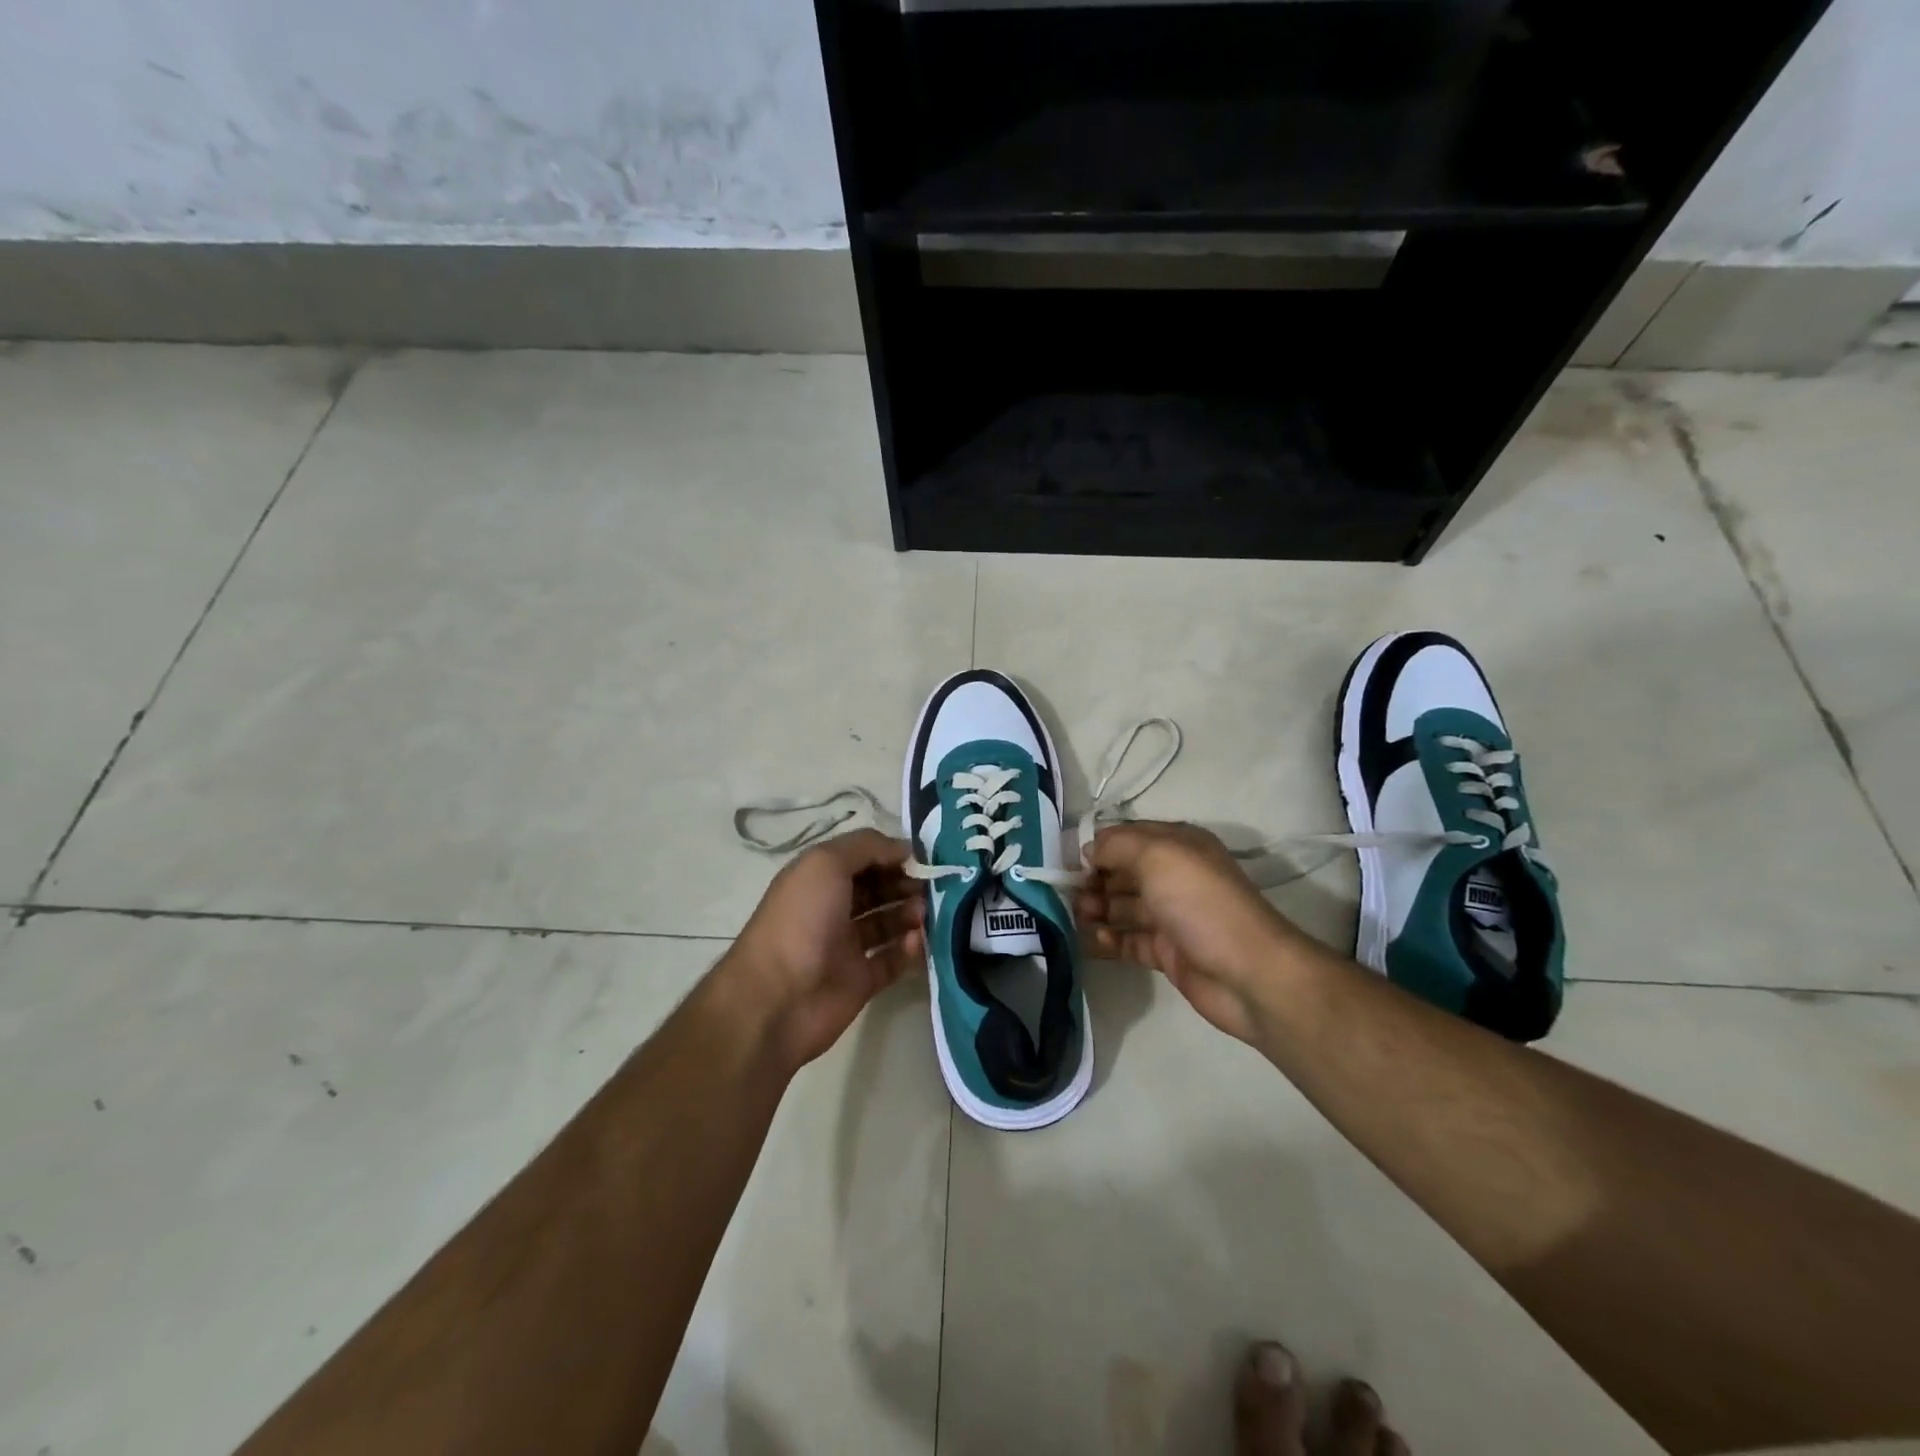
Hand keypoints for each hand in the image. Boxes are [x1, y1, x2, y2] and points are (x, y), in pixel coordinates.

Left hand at [725, 829, 924, 1072]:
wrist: (776, 999)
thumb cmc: (800, 920)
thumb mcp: (826, 863)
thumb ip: (867, 847)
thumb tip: (905, 848)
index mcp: (819, 879)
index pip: (862, 858)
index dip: (890, 853)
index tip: (922, 856)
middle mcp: (832, 909)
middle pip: (877, 889)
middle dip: (905, 882)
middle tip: (932, 884)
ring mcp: (846, 946)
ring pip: (887, 923)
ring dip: (910, 913)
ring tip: (926, 912)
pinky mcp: (861, 981)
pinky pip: (892, 959)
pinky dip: (909, 949)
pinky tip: (918, 940)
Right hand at [1076, 822, 1295, 1043]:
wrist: (1248, 973)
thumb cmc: (1200, 903)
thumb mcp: (1157, 855)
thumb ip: (1116, 845)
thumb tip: (1088, 850)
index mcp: (1178, 845)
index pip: (1127, 837)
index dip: (1098, 846)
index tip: (1067, 862)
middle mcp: (1174, 876)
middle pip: (1121, 872)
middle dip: (1093, 880)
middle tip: (1068, 895)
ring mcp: (1171, 916)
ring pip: (1122, 907)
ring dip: (1096, 909)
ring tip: (1076, 918)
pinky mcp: (1167, 951)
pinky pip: (1128, 940)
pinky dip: (1108, 939)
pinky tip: (1093, 941)